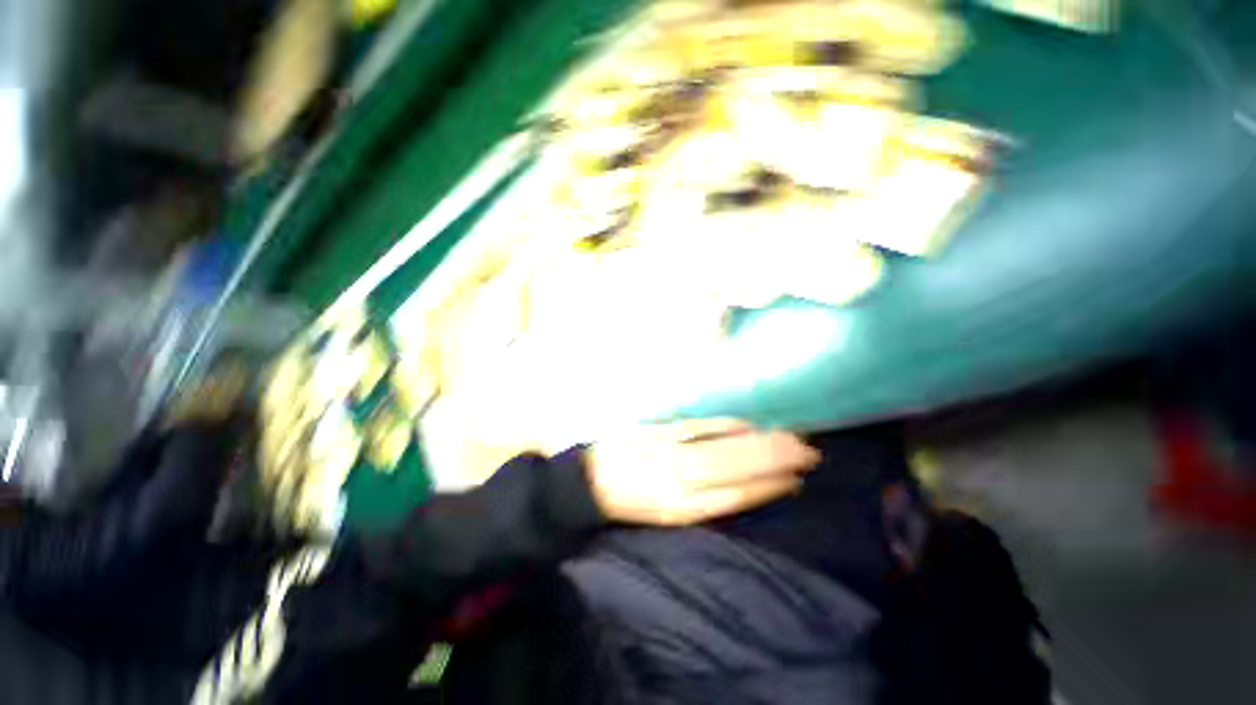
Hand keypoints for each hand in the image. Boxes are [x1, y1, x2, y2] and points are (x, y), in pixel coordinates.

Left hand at [584, 418, 819, 525]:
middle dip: (776, 461)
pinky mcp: (660, 432)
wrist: (589, 481)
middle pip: (736, 468)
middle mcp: (679, 480)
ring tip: (791, 438)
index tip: (798, 480)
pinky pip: (700, 427)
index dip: (768, 487)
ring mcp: (669, 452)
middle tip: (809, 452)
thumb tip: (744, 485)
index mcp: (680, 508)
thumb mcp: (664, 514)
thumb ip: (703, 502)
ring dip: (760, 442)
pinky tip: (749, 425)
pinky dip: (729, 426)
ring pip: (723, 447)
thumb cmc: (631, 502)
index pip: (735, 496)